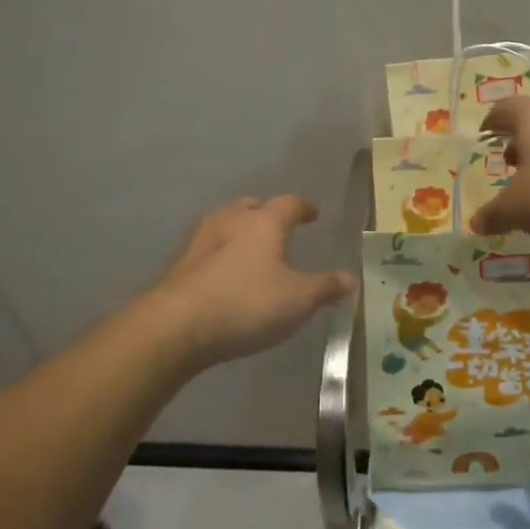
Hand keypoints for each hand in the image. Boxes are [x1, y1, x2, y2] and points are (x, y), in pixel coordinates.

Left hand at [152, 196, 356, 365]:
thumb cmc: (247, 303)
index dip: (303, 208)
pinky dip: (221, 252)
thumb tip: (351, 278)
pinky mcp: (182, 262)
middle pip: (252, 206)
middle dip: (267, 213)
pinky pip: (209, 247)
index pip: (289, 204)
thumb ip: (325, 287)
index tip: (313, 214)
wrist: (178, 324)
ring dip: (240, 229)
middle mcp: (232, 220)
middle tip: (279, 227)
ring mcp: (202, 239)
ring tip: (251, 247)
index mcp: (265, 222)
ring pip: (226, 221)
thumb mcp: (298, 300)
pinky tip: (224, 272)